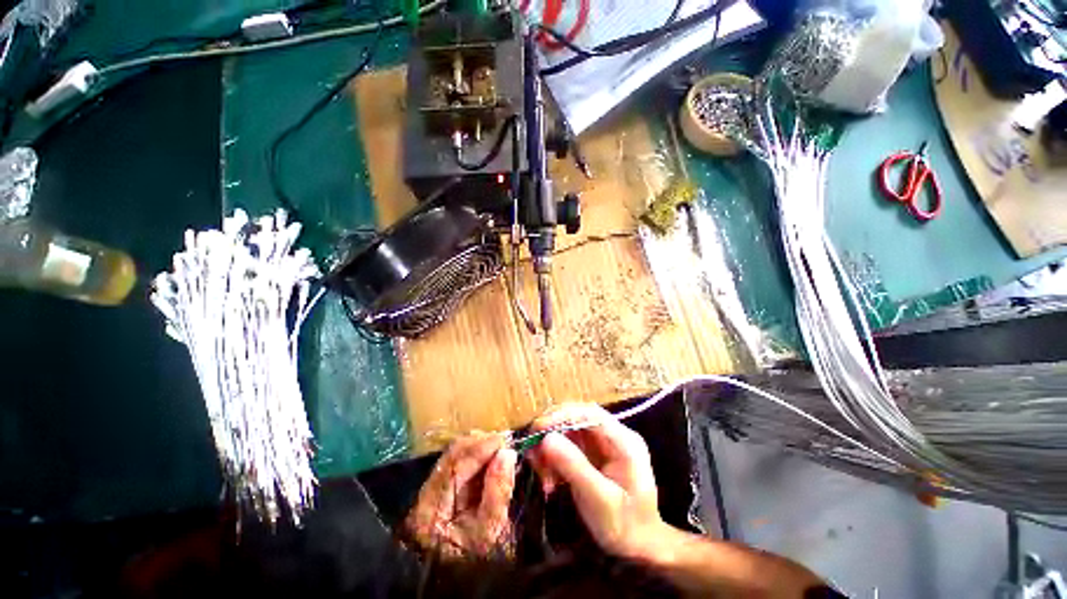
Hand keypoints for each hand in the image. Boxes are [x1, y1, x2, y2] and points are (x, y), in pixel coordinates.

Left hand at [404, 433, 516, 558]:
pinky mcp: (441, 489)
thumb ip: (497, 492)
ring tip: (501, 447)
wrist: (459, 581)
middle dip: (482, 442)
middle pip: (453, 453)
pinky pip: (459, 462)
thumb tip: (507, 453)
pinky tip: (491, 457)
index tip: (506, 440)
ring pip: (456, 454)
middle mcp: (426, 493)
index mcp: (431, 508)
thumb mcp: (490, 531)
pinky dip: (477, 456)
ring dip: (480, 447)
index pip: (455, 464)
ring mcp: (431, 490)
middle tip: (506, 441)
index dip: (482, 447)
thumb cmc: (475, 559)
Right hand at [529, 404, 667, 560]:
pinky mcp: (594, 454)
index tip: (538, 428)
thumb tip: (545, 438)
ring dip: (551, 446)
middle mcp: (614, 435)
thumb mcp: (598, 499)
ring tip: (539, 470)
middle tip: (532, 448)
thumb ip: (573, 466)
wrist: (639, 547)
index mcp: (624, 441)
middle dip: (553, 431)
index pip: (590, 414)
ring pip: (570, 431)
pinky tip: (548, 477)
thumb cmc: (624, 525)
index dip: (562, 416)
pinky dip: (555, 458)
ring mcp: (604, 444)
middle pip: (578, 418)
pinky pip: (569, 446)